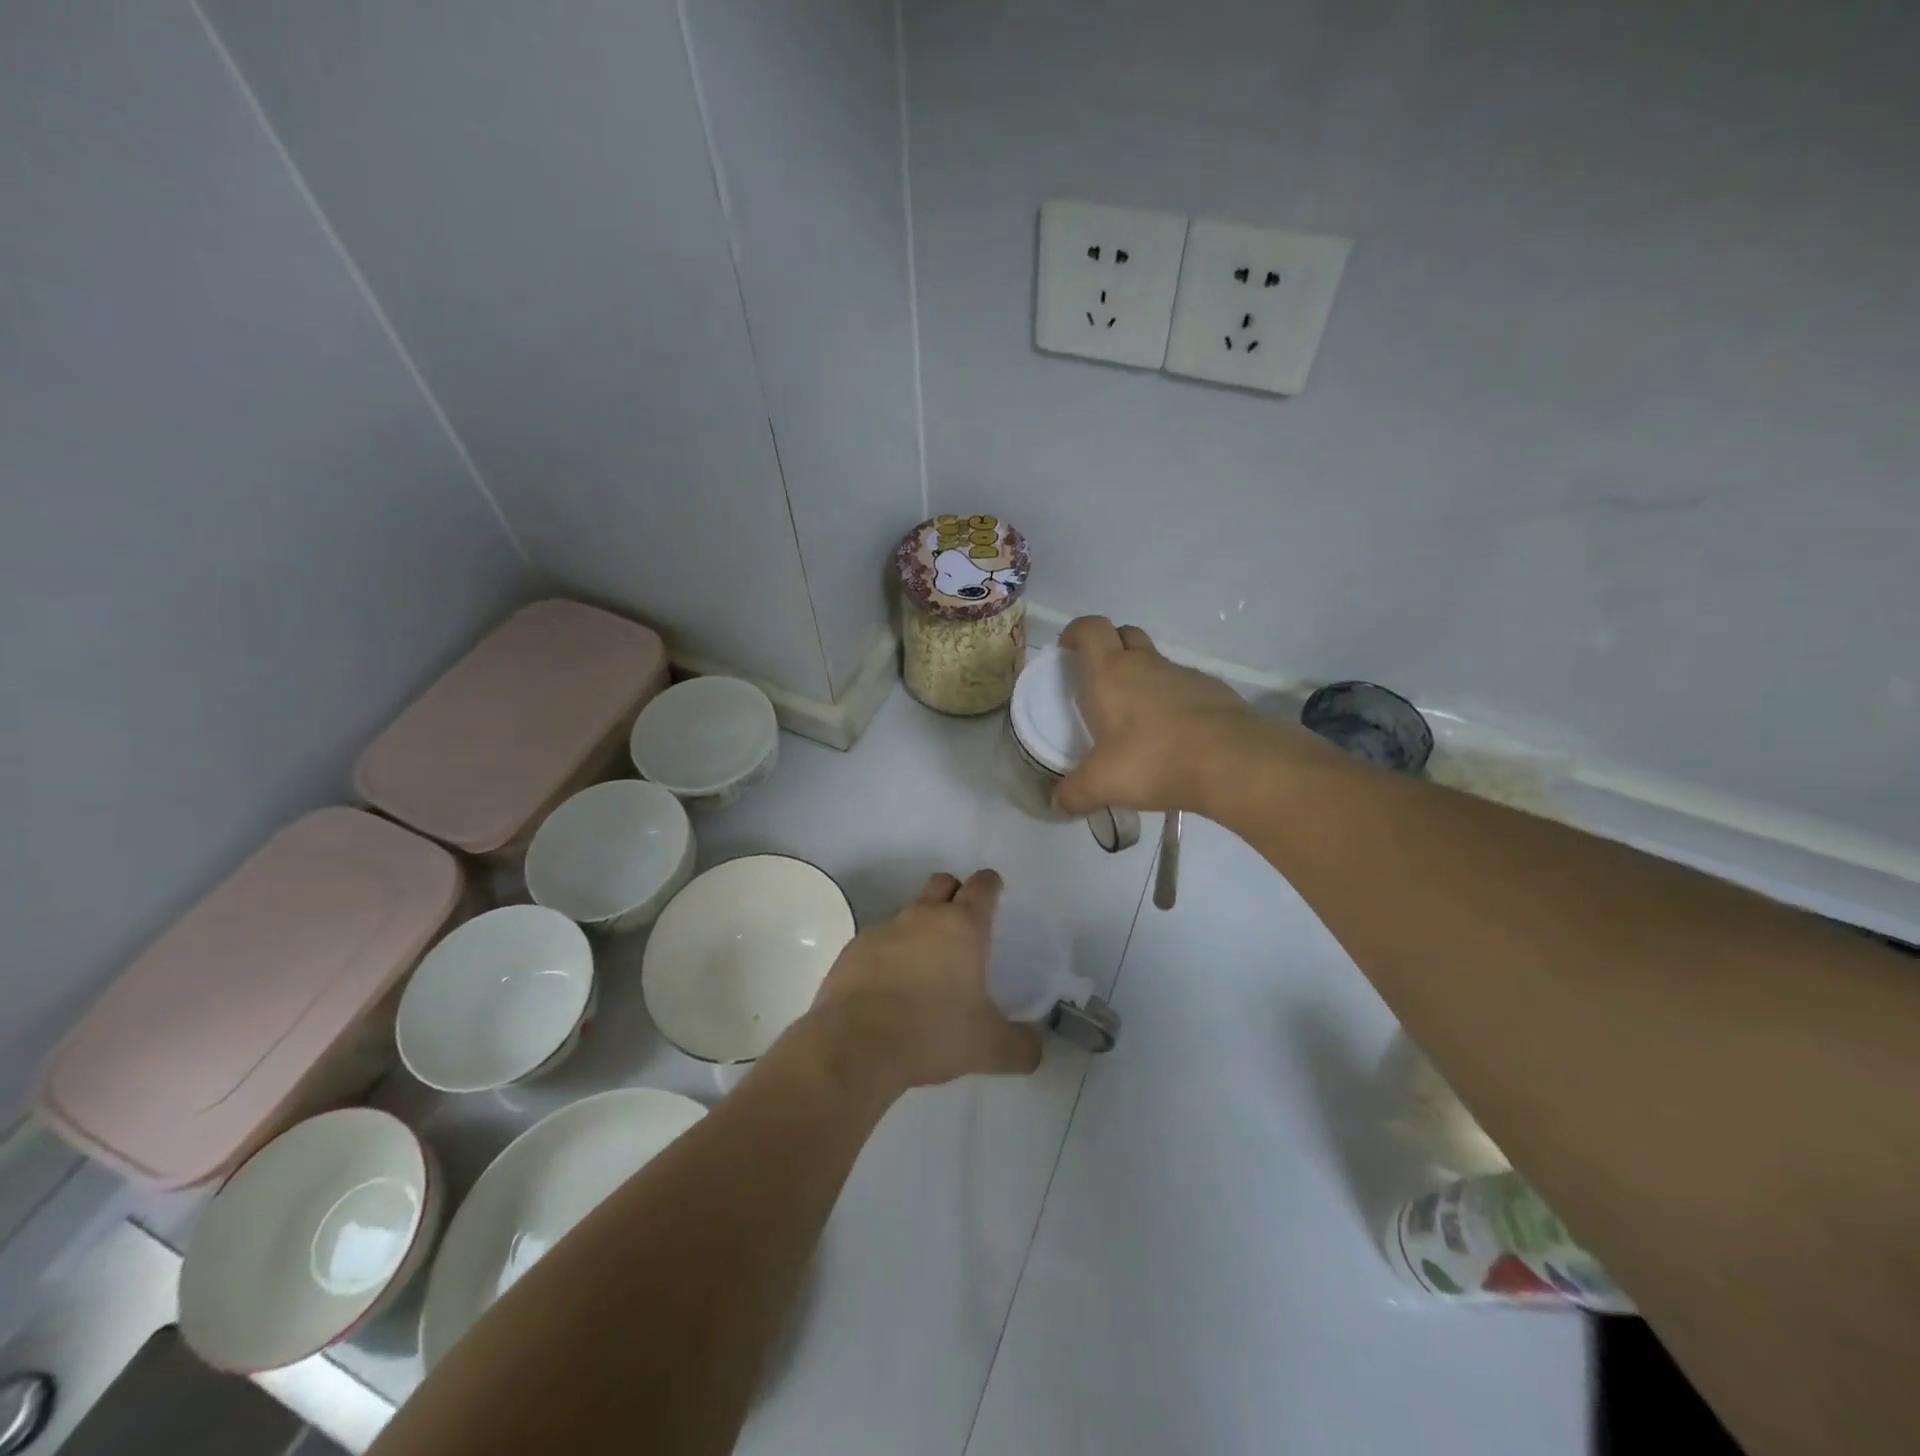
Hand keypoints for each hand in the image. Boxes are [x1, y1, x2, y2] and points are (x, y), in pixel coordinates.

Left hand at [810, 870, 1041, 1095]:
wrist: (856, 1045)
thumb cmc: (932, 1034)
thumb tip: (1036, 1048)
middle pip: (942, 883)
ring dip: (921, 926)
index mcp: (962, 927)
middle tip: (963, 925)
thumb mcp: (988, 1048)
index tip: (995, 893)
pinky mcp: (853, 949)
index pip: (982, 886)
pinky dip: (890, 952)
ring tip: (927, 965)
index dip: (991, 885)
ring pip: (909, 911)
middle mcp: (923, 916)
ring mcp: (884, 929)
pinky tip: (891, 986)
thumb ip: (1020, 1046)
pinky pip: (879, 939)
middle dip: (955, 893)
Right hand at [1053, 616, 1265, 814]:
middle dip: (1109, 646)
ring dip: (1142, 676)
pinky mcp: (1214, 691)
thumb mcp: (1102, 783)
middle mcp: (1147, 664)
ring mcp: (1184, 675)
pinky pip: (1185, 687)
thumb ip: (1075, 793)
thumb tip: (1058, 803)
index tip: (1067, 649)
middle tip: (1099, 679)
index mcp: (1111, 673)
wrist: (1231, 761)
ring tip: (1137, 717)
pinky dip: (1173, 700)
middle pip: (1124, 633)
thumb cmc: (1153, 760)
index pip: (1090, 629)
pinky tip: (1174, 734)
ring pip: (1156, 661)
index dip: (1076, 632)